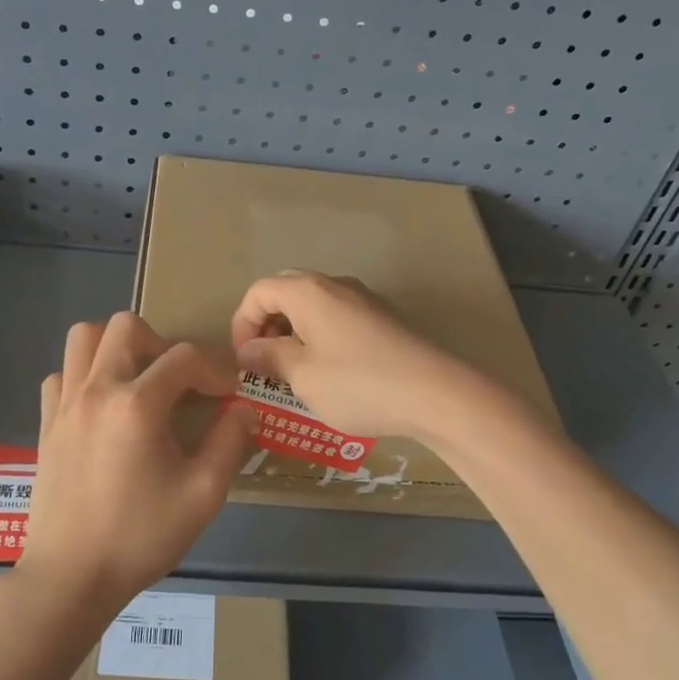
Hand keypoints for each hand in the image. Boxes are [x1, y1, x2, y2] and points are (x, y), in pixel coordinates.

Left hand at [19, 311, 255, 614]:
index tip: (227, 396)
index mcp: (137, 404)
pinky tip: (103, 407)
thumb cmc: (141, 536)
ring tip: (138, 381)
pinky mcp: (46, 423)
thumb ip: (230, 443)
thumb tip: (245, 409)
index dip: (214, 370)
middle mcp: (96, 389)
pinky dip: (85, 375)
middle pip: (127, 326)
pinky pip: (63, 373)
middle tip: (178, 382)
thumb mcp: (202, 494)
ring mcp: (65, 403)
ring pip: (85, 338)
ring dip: (117, 346)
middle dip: (162, 343)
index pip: (184, 357)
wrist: (71, 576)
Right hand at [229, 271, 478, 440]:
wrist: (436, 394)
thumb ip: (270, 357)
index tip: (244, 361)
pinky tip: (328, 371)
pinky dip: (320, 335)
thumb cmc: (358, 384)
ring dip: (293, 331)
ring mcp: (364, 299)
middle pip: (285, 291)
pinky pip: (338, 316)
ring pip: (313, 304)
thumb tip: (249, 350)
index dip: (242, 324)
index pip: (258, 292)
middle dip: (266, 324)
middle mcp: (335, 285)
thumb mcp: (303, 376)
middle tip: (263, 362)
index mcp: (308, 291)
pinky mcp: (384, 318)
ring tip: (293, 371)